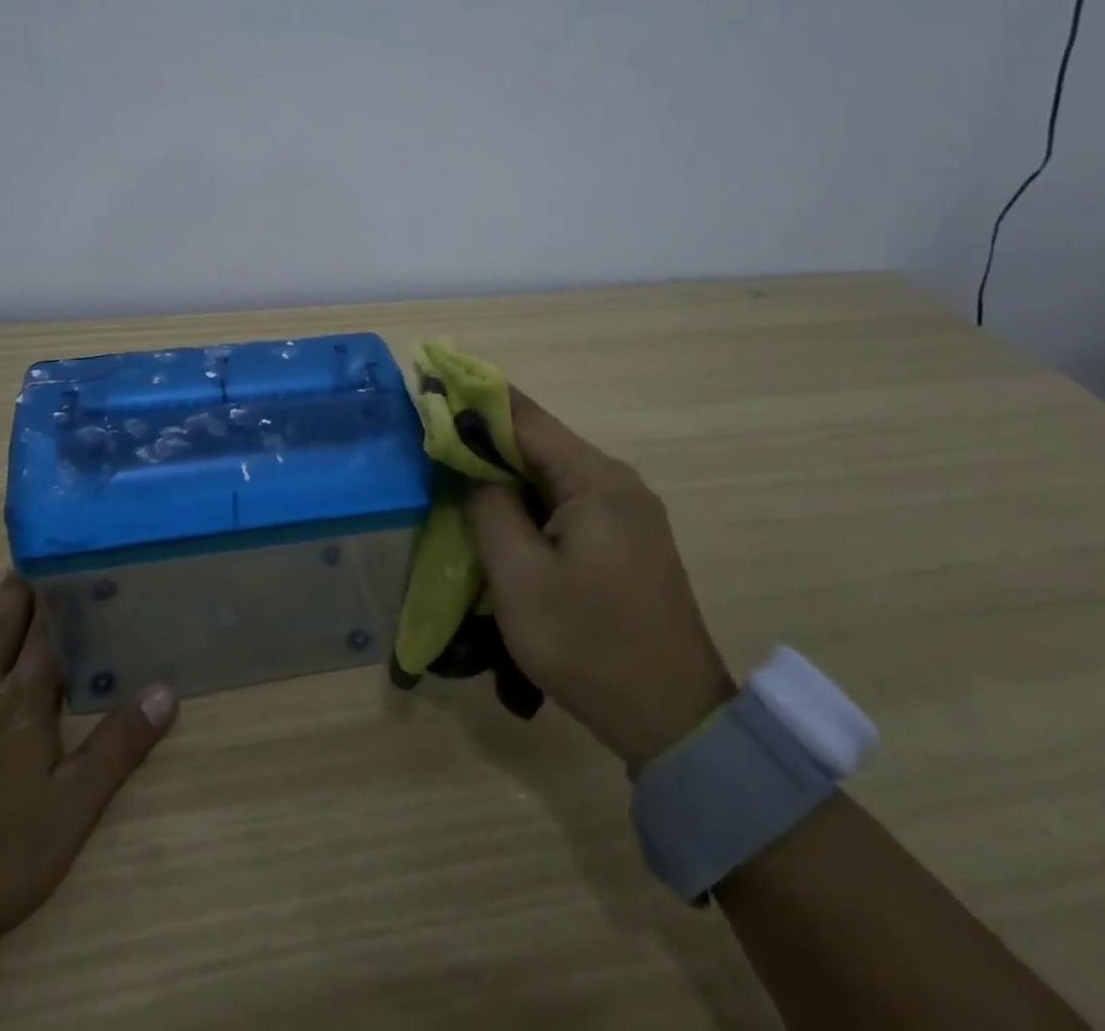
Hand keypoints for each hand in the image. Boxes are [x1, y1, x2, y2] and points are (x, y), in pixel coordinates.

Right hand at [467, 391, 734, 770]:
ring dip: (505, 471)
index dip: (474, 400)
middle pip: (540, 442)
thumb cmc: (588, 644)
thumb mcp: (519, 577)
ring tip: (455, 474)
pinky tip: (501, 515)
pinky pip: (568, 500)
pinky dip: (529, 498)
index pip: (524, 418)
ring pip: (552, 472)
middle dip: (485, 437)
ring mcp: (628, 511)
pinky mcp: (628, 538)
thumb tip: (477, 470)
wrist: (673, 719)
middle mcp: (618, 482)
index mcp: (596, 481)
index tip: (431, 385)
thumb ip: (490, 509)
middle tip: (432, 438)